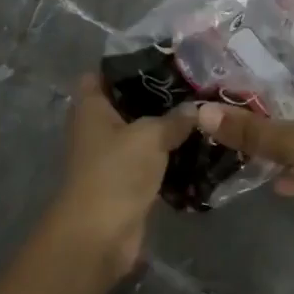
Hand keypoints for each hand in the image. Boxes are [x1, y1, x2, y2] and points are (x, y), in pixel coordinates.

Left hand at [49, 75, 194, 288]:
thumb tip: (197, 108)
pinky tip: (198, 145)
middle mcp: (96, 129)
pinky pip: (150, 161)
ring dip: (166, 127)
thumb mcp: (150, 135)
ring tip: (201, 111)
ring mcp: (110, 157)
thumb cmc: (116, 172)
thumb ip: (175, 118)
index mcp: (91, 108)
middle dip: (156, 95)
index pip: (100, 74)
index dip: (124, 64)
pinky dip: (169, 155)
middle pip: (125, 102)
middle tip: (192, 84)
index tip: (159, 58)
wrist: (100, 236)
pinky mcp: (126, 183)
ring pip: (141, 133)